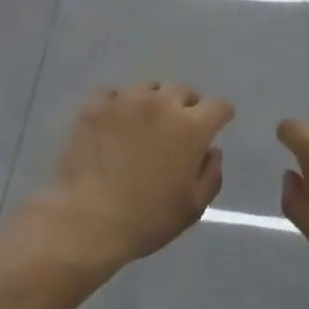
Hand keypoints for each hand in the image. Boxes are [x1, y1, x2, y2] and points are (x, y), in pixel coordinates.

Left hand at [33, 83, 233, 272]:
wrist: (87, 218)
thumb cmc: (147, 218)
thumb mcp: (193, 207)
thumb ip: (211, 174)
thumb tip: (210, 150)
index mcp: (190, 127)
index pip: (217, 106)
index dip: (221, 116)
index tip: (217, 126)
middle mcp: (160, 103)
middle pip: (183, 91)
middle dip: (188, 107)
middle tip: (179, 130)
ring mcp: (125, 100)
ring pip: (149, 89)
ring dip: (154, 103)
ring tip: (145, 126)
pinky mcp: (95, 105)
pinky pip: (115, 95)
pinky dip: (120, 105)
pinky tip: (115, 125)